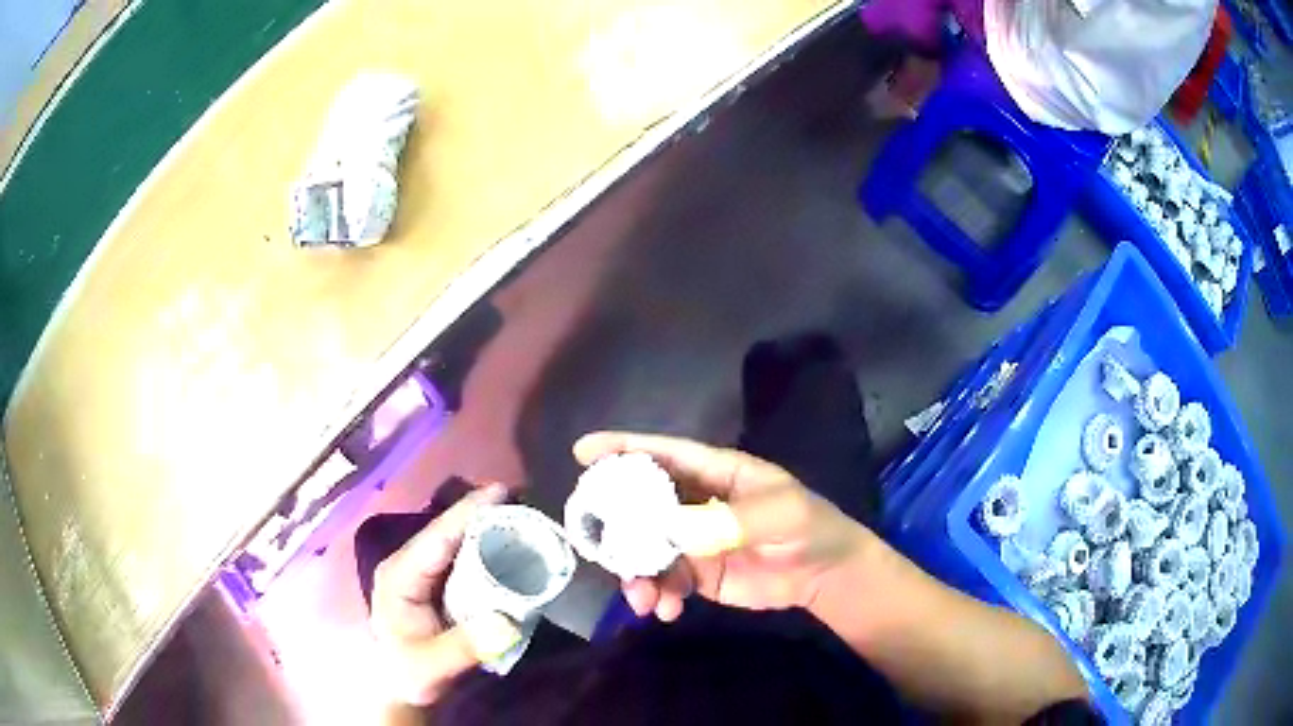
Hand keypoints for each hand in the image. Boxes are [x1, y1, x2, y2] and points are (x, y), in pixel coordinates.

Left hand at [369, 484, 519, 705]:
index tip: (501, 491)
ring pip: (456, 542)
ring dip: (488, 529)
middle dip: (483, 515)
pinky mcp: (436, 583)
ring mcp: (422, 572)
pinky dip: (487, 549)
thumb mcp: (433, 666)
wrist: (401, 688)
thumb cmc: (409, 675)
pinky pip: (463, 558)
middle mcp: (408, 565)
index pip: (436, 537)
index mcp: (399, 576)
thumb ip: (466, 647)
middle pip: (448, 532)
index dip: (467, 513)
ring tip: (526, 520)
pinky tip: (512, 547)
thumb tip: (510, 623)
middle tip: (527, 506)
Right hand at [573, 432, 870, 620]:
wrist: (824, 575)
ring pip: (646, 548)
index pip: (664, 455)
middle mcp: (696, 503)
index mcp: (716, 473)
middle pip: (642, 503)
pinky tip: (665, 611)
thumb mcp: (781, 515)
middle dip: (616, 523)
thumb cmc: (808, 529)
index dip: (624, 449)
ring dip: (636, 573)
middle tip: (598, 544)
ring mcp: (693, 539)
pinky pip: (663, 580)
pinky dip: (656, 595)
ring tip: (643, 599)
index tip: (583, 452)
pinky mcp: (697, 573)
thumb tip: (675, 530)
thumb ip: (734, 519)